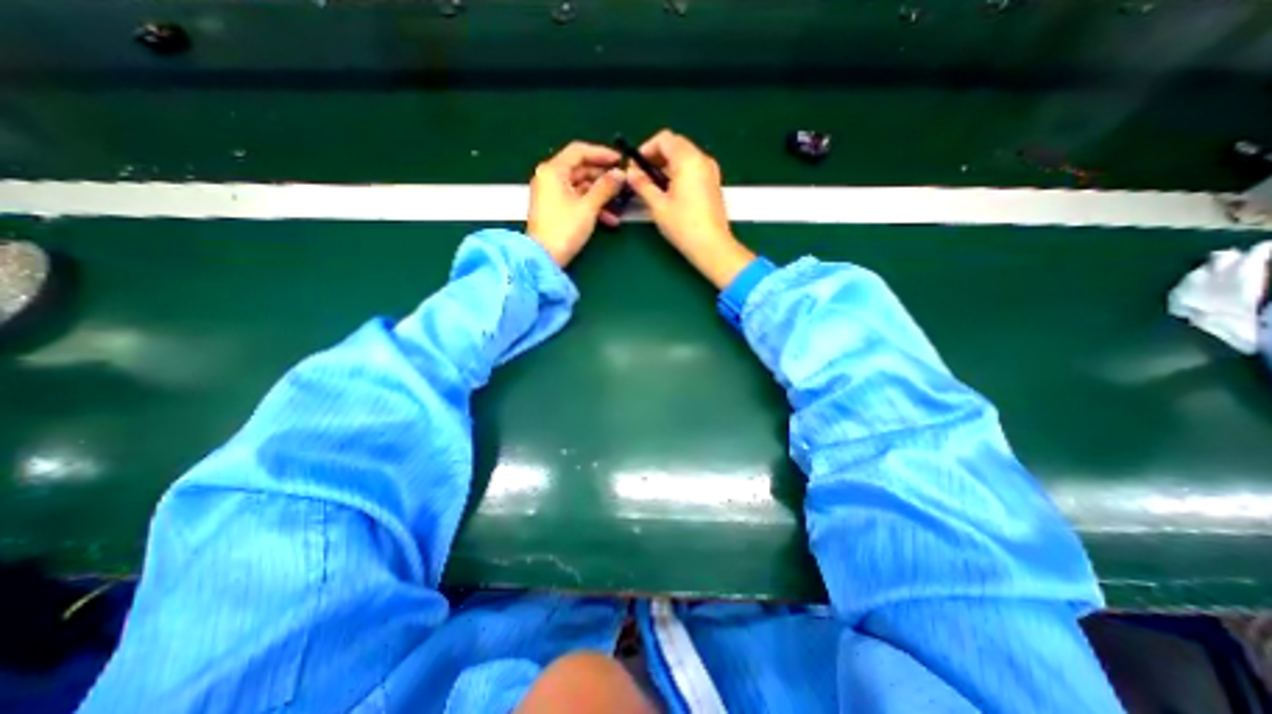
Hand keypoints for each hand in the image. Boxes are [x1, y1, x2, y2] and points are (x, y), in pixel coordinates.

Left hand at [527, 141, 623, 268]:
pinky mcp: (555, 209)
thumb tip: (620, 174)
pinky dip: (592, 206)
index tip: (619, 160)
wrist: (544, 258)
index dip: (601, 153)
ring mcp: (551, 194)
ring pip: (581, 187)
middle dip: (603, 177)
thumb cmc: (563, 230)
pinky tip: (609, 219)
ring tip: (620, 203)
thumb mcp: (588, 207)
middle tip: (622, 183)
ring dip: (601, 195)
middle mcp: (549, 178)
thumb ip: (605, 187)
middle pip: (580, 169)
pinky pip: (576, 201)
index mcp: (553, 171)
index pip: (579, 151)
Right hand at [626, 128, 752, 285]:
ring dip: (667, 166)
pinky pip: (693, 169)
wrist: (711, 246)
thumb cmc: (683, 226)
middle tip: (641, 176)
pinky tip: (670, 193)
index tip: (635, 166)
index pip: (664, 139)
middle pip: (675, 145)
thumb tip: (631, 173)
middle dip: (656, 157)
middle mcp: (702, 160)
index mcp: (688, 160)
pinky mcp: (713, 184)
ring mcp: (711, 171)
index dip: (646, 149)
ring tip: (653, 187)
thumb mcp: (658, 205)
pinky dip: (679, 173)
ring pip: (684, 157)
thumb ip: (642, 185)